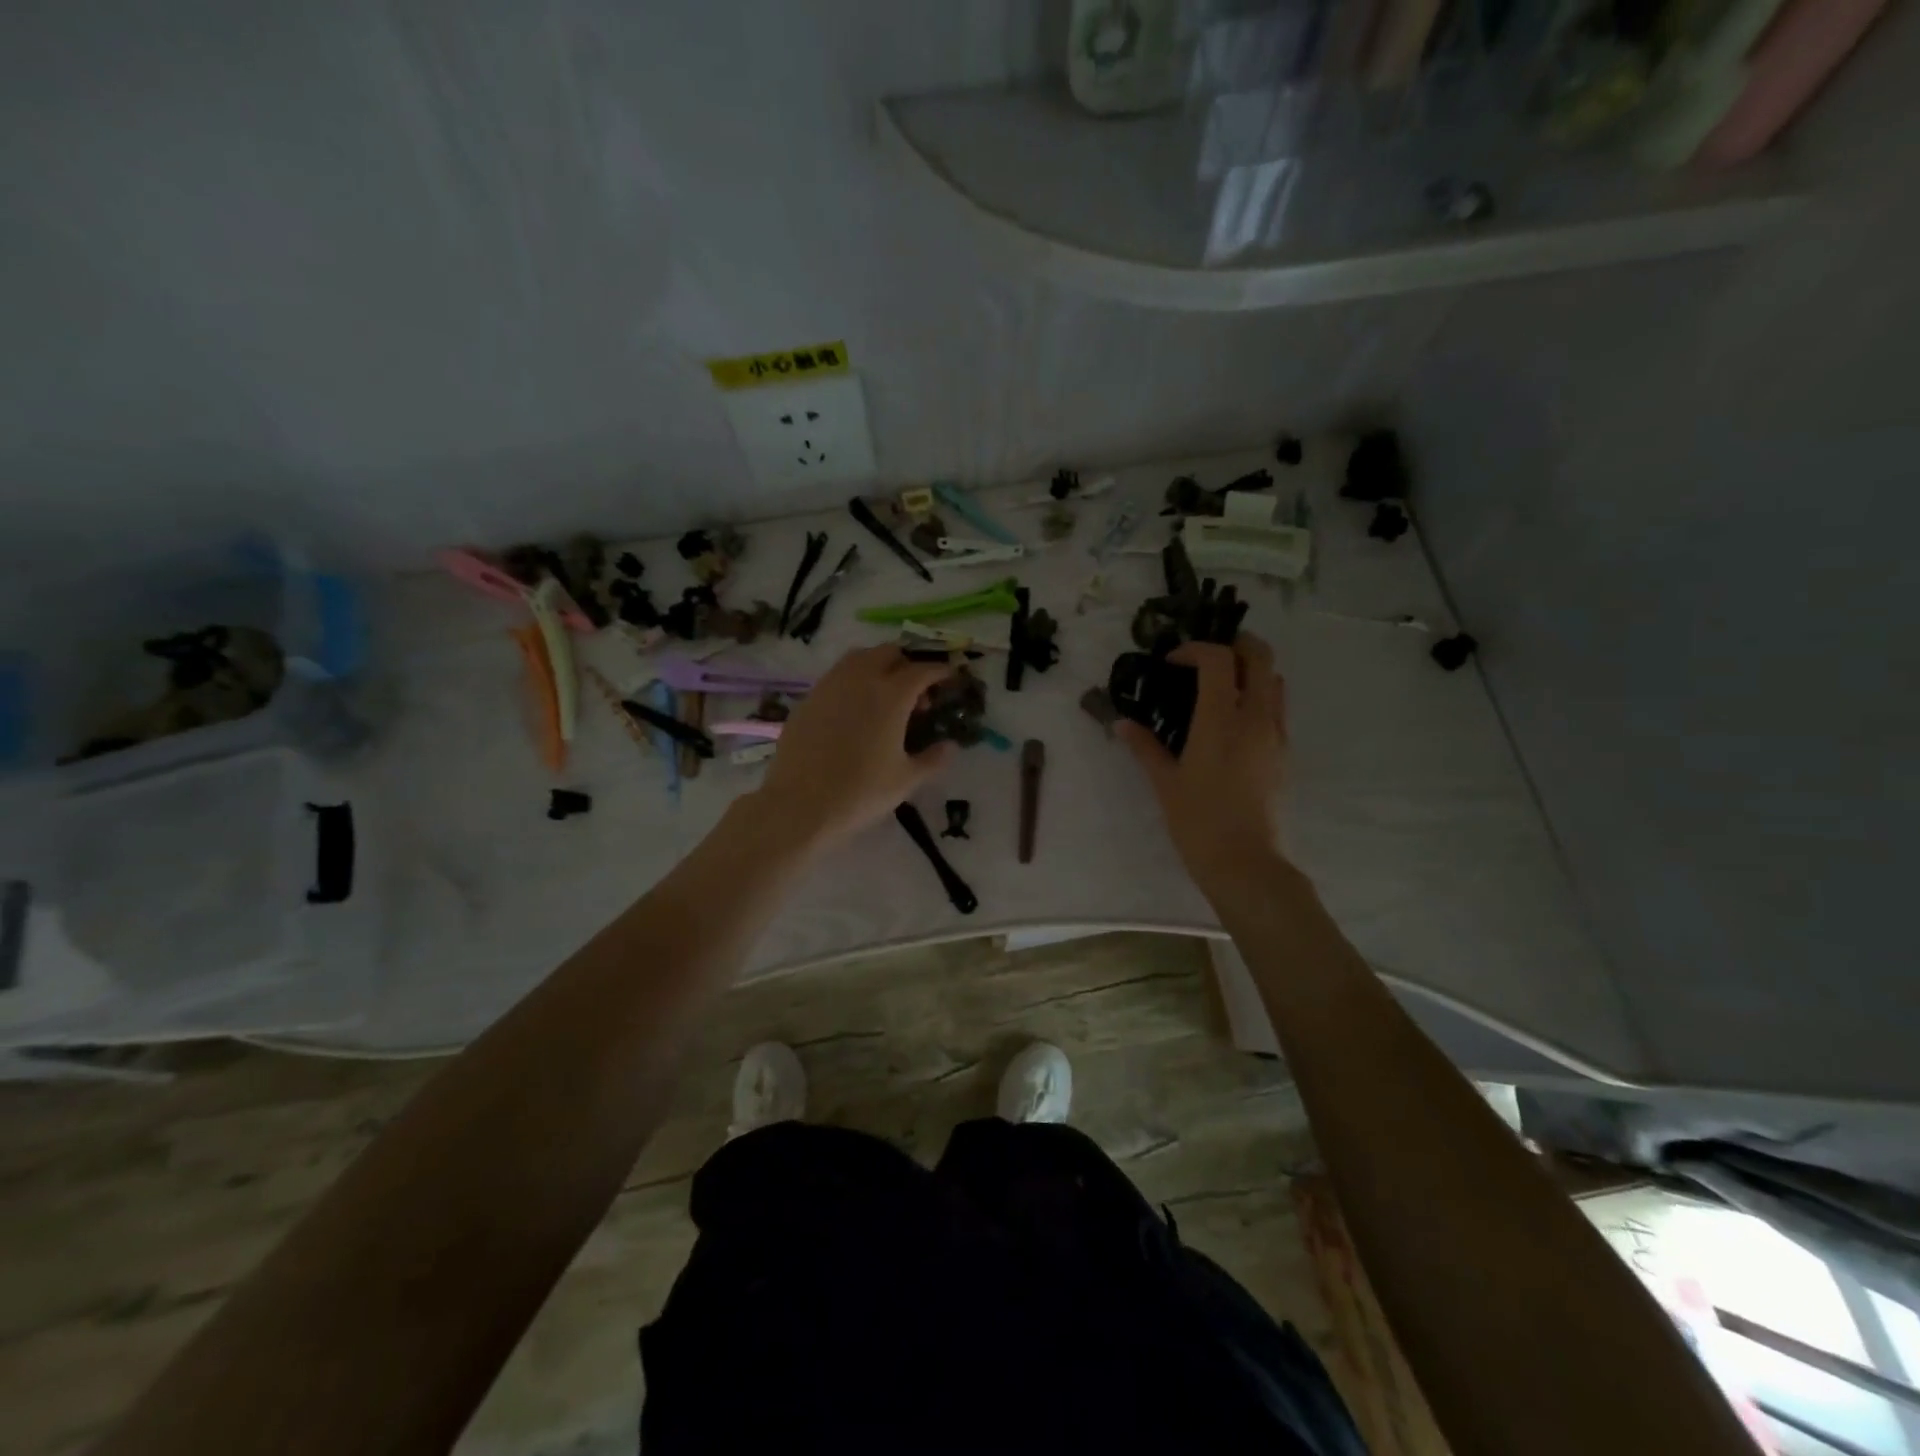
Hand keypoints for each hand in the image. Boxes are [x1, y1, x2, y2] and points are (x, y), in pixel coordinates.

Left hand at [752, 646, 958, 851]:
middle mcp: (860, 680)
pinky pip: (836, 677)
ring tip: (884, 694)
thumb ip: (933, 759)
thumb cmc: (861, 792)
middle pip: (889, 653)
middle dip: (907, 664)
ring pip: (858, 658)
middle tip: (916, 691)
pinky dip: (852, 682)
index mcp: (891, 695)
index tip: (949, 677)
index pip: (922, 670)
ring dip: (877, 666)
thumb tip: (950, 746)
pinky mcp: (808, 699)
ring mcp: (829, 686)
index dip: (940, 671)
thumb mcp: (906, 780)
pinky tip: (853, 710)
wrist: (800, 805)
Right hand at [1118, 635, 1287, 894]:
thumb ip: (1144, 747)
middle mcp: (1256, 718)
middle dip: (1234, 644)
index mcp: (1222, 720)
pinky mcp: (1284, 753)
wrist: (1245, 863)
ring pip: (1275, 679)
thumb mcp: (1165, 783)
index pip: (1219, 659)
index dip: (1195, 649)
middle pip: (1261, 655)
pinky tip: (1231, 720)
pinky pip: (1277, 708)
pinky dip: (1258, 696)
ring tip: (1220, 685)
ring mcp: (1276, 734)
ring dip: (1250, 669)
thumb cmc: (1198, 821)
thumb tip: (1122, 724)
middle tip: (1204, 658)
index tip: (1172, 662)